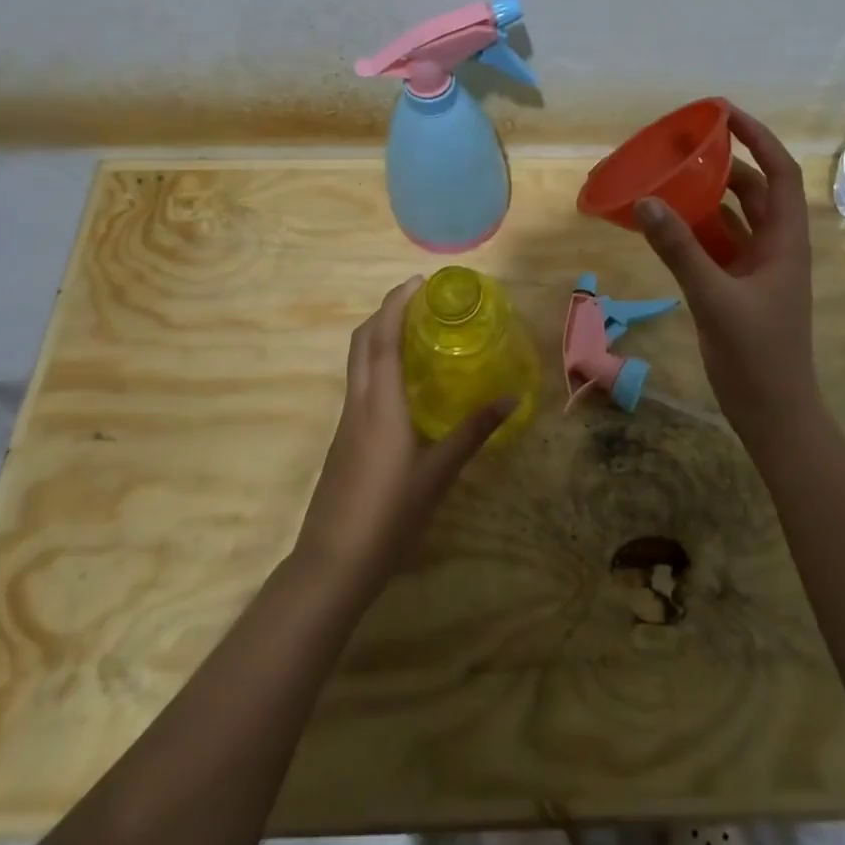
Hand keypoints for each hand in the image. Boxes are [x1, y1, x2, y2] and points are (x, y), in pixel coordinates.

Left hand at [295, 276, 512, 591]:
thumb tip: (511, 397)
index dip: (396, 303)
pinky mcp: (344, 439)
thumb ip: (473, 432)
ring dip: (379, 336)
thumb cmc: (389, 514)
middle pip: (362, 342)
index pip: (382, 338)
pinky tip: (403, 383)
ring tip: (415, 332)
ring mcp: (346, 421)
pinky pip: (360, 384)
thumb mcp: (438, 473)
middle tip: (419, 300)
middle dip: (385, 312)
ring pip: (357, 362)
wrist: (333, 563)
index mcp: (380, 403)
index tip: (418, 281)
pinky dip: (378, 364)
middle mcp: (358, 402)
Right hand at [634, 105, 819, 438]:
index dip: (758, 138)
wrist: (774, 415)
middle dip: (725, 163)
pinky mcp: (739, 288)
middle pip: (755, 190)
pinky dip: (695, 230)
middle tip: (686, 144)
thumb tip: (646, 201)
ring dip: (707, 196)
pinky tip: (665, 223)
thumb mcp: (714, 298)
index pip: (780, 173)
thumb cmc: (757, 356)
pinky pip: (717, 245)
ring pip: (734, 217)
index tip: (724, 113)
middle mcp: (775, 247)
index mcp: (785, 241)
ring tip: (671, 175)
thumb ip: (680, 250)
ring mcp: (757, 268)